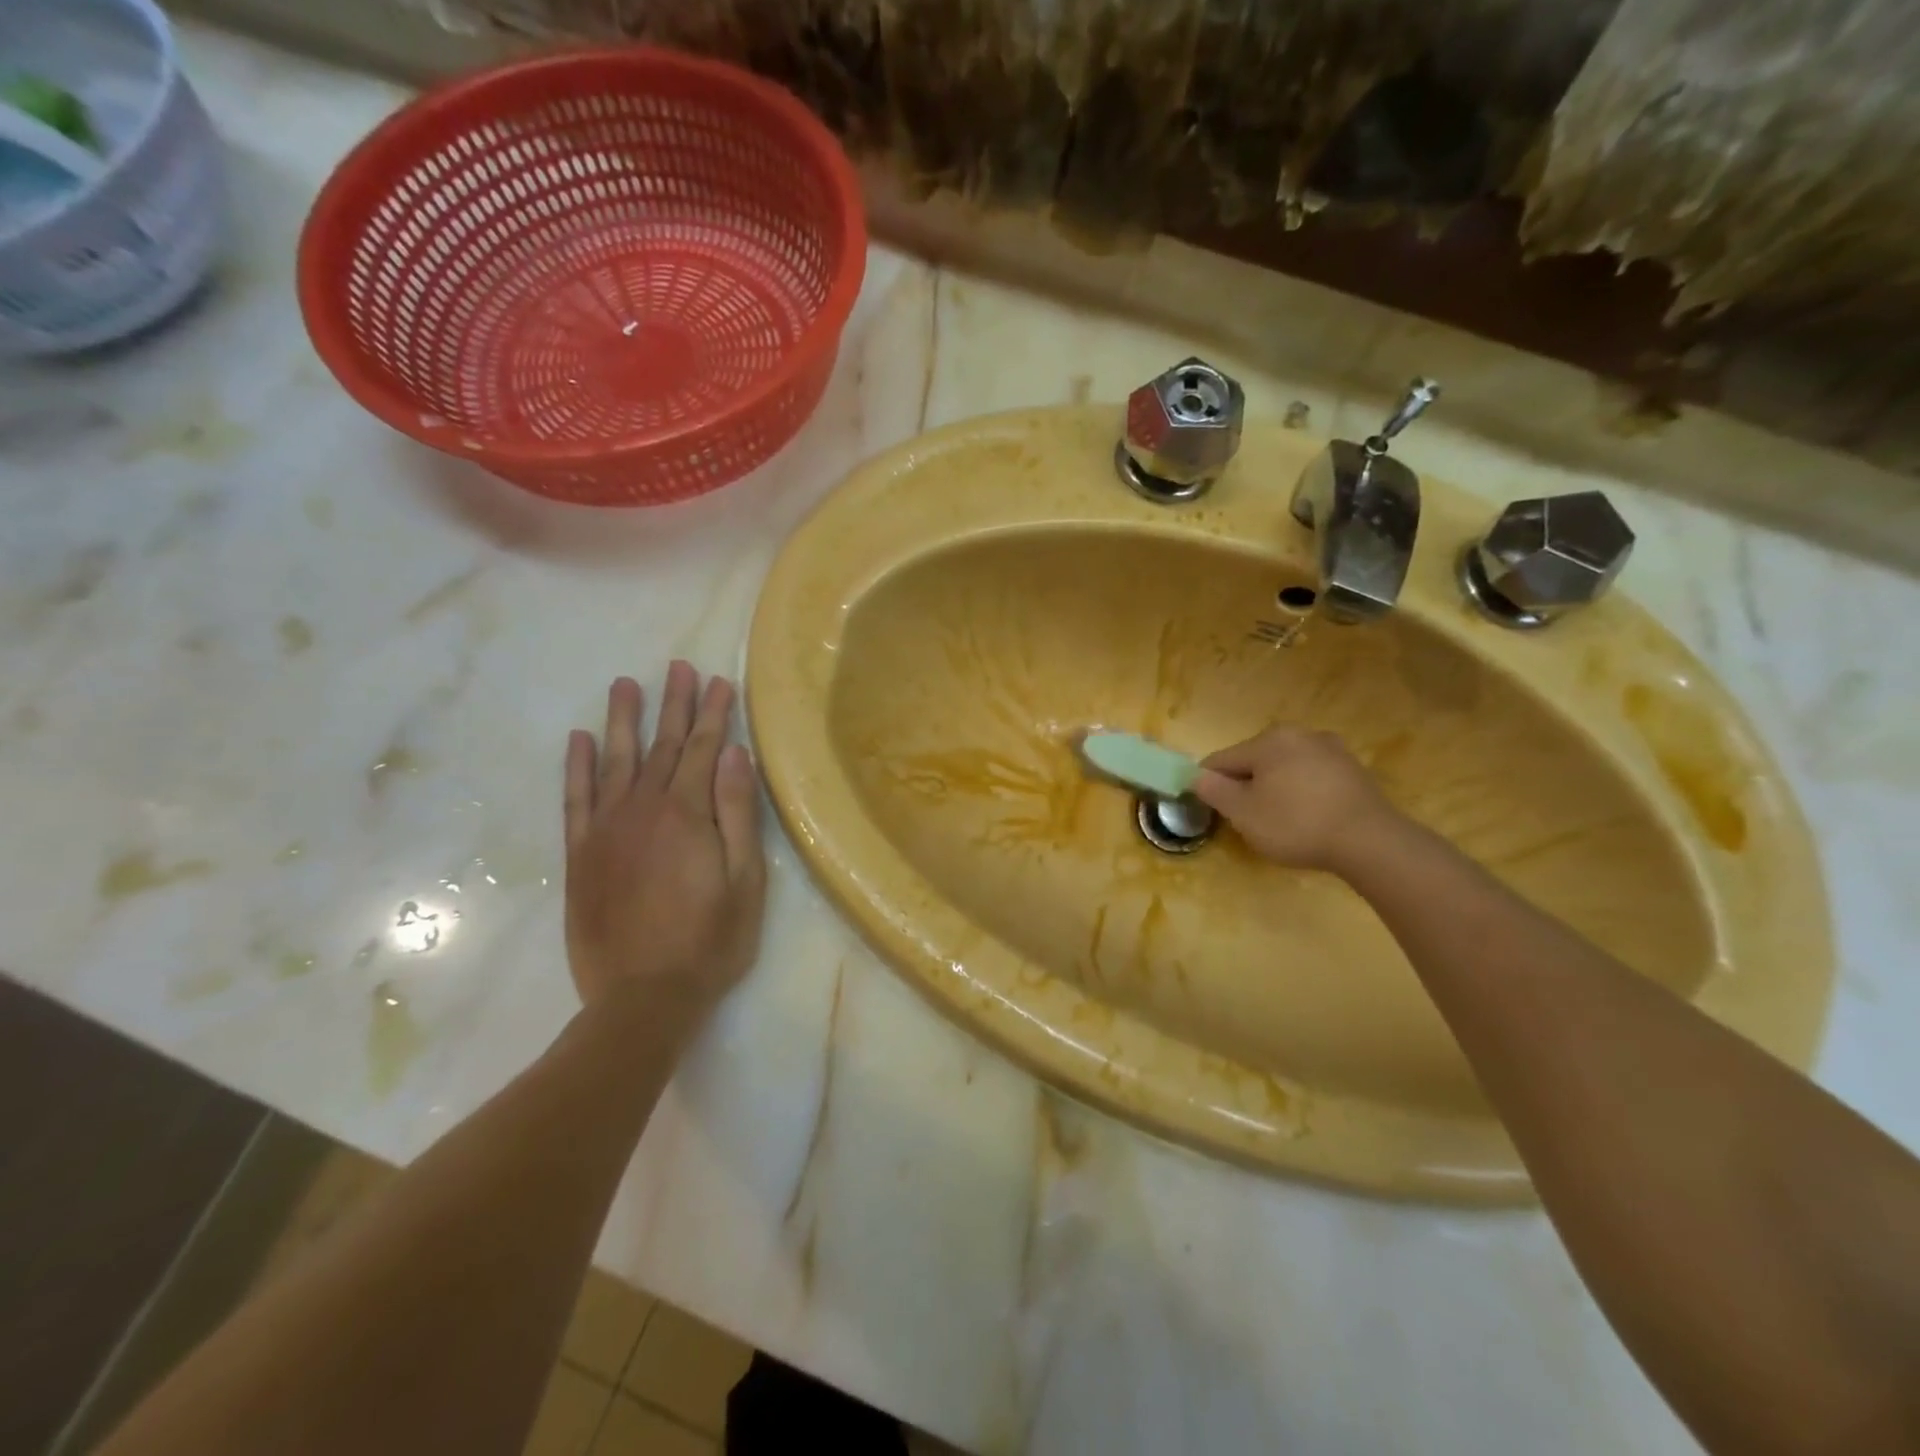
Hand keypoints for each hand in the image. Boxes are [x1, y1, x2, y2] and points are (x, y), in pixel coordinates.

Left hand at [563, 663, 767, 1021]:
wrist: (641, 998)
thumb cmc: (709, 942)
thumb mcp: (745, 881)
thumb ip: (738, 814)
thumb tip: (734, 755)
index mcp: (688, 814)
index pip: (704, 749)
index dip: (714, 714)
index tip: (720, 682)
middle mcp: (643, 809)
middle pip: (663, 746)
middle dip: (675, 705)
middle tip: (679, 668)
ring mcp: (606, 829)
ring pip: (615, 760)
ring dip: (623, 720)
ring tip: (626, 684)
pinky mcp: (580, 854)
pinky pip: (575, 798)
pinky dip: (576, 766)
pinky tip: (578, 740)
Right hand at [1193, 726, 1399, 873]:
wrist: (1371, 841)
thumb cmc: (1296, 824)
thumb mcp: (1243, 813)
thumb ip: (1214, 791)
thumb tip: (1197, 775)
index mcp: (1268, 740)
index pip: (1222, 760)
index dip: (1210, 785)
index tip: (1212, 811)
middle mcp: (1299, 734)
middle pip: (1255, 761)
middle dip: (1246, 787)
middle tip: (1249, 821)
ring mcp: (1331, 749)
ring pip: (1285, 768)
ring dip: (1275, 790)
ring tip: (1281, 822)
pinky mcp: (1353, 769)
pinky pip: (1312, 778)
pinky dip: (1302, 793)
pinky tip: (1309, 819)